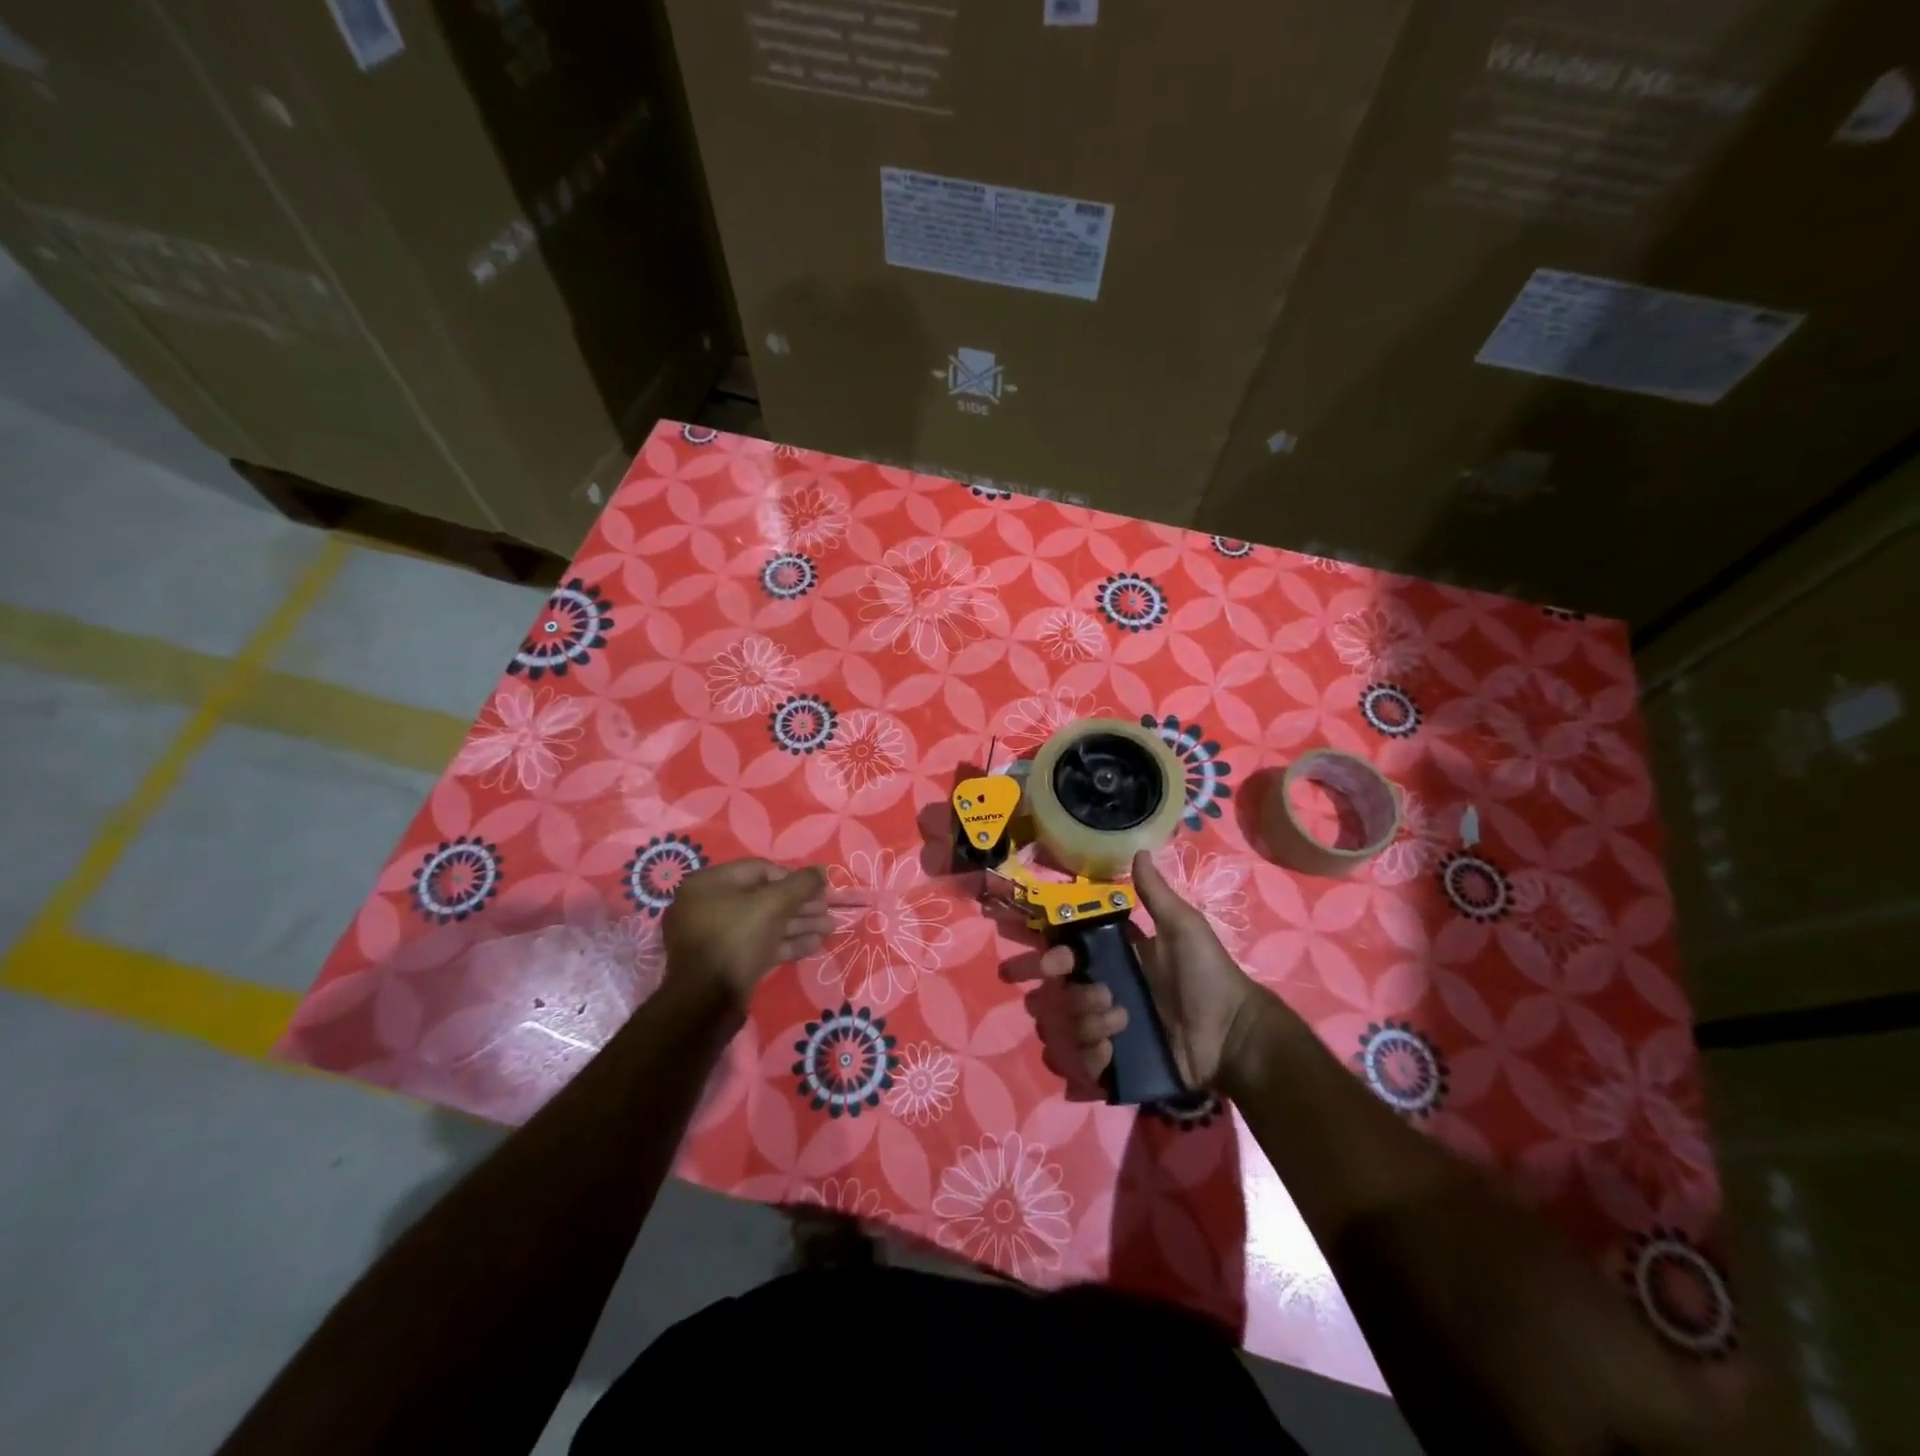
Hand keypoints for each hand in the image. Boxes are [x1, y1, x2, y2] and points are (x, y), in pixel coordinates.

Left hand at [662, 859, 830, 1008]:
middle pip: (764, 898)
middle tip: (828, 912)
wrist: (706, 1003)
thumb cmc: (736, 939)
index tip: (819, 890)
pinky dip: (786, 944)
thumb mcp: (773, 904)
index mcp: (709, 884)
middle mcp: (708, 906)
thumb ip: (800, 884)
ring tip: (829, 930)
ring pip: (764, 923)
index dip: (793, 878)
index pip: (760, 870)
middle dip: (800, 905)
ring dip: (798, 925)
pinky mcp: (727, 962)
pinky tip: (814, 946)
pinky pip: (759, 945)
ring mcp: (717, 937)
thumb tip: (822, 870)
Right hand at [1038, 850, 1269, 1091]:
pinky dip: (1093, 1055)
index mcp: (1119, 961)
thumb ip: (1156, 894)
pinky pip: (1087, 1061)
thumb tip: (1139, 851)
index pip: (1073, 956)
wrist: (1233, 1034)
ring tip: (1121, 1020)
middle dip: (1072, 994)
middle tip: (1099, 994)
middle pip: (1066, 993)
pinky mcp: (1121, 1063)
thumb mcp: (1183, 927)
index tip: (1053, 961)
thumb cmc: (1208, 975)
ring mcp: (1114, 1030)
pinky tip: (1113, 1049)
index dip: (1057, 957)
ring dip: (1088, 1021)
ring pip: (1073, 1026)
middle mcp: (1110, 993)